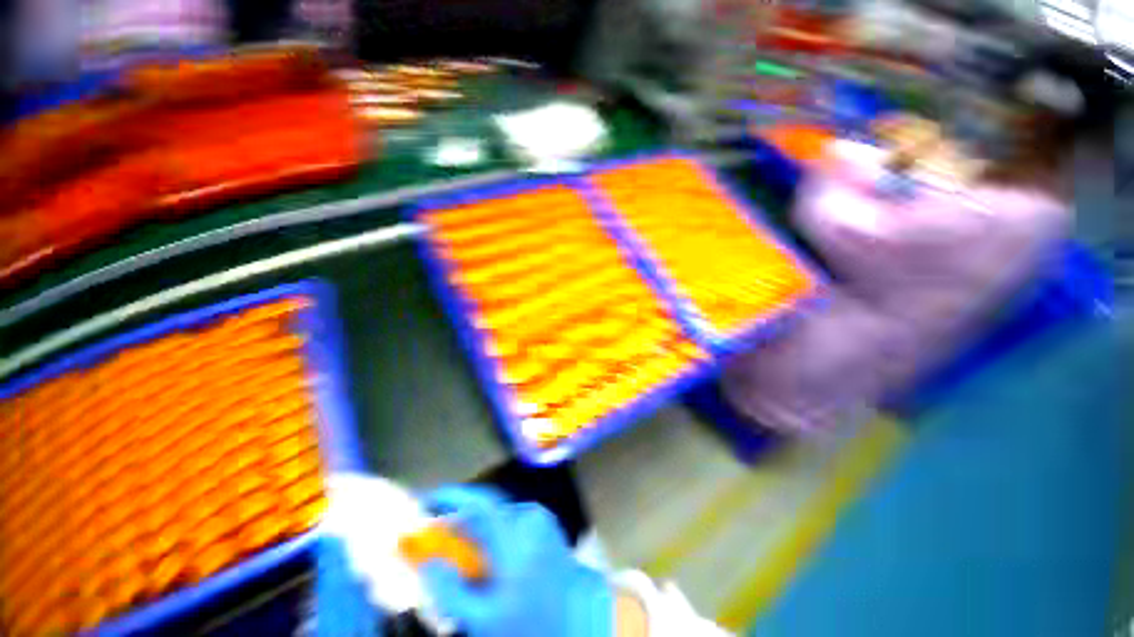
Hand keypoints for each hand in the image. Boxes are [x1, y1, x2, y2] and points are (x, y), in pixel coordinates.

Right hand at [421, 486, 613, 636]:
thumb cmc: (530, 622)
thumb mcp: (484, 619)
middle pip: (487, 508)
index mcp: (516, 536)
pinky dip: (496, 531)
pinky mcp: (547, 524)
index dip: (452, 497)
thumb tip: (428, 563)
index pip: (479, 503)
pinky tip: (490, 554)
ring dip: (478, 527)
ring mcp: (541, 519)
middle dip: (461, 519)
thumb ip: (451, 591)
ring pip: (499, 514)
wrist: (579, 620)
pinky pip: (513, 519)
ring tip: (462, 549)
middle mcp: (530, 518)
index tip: (428, 500)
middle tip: (438, 535)